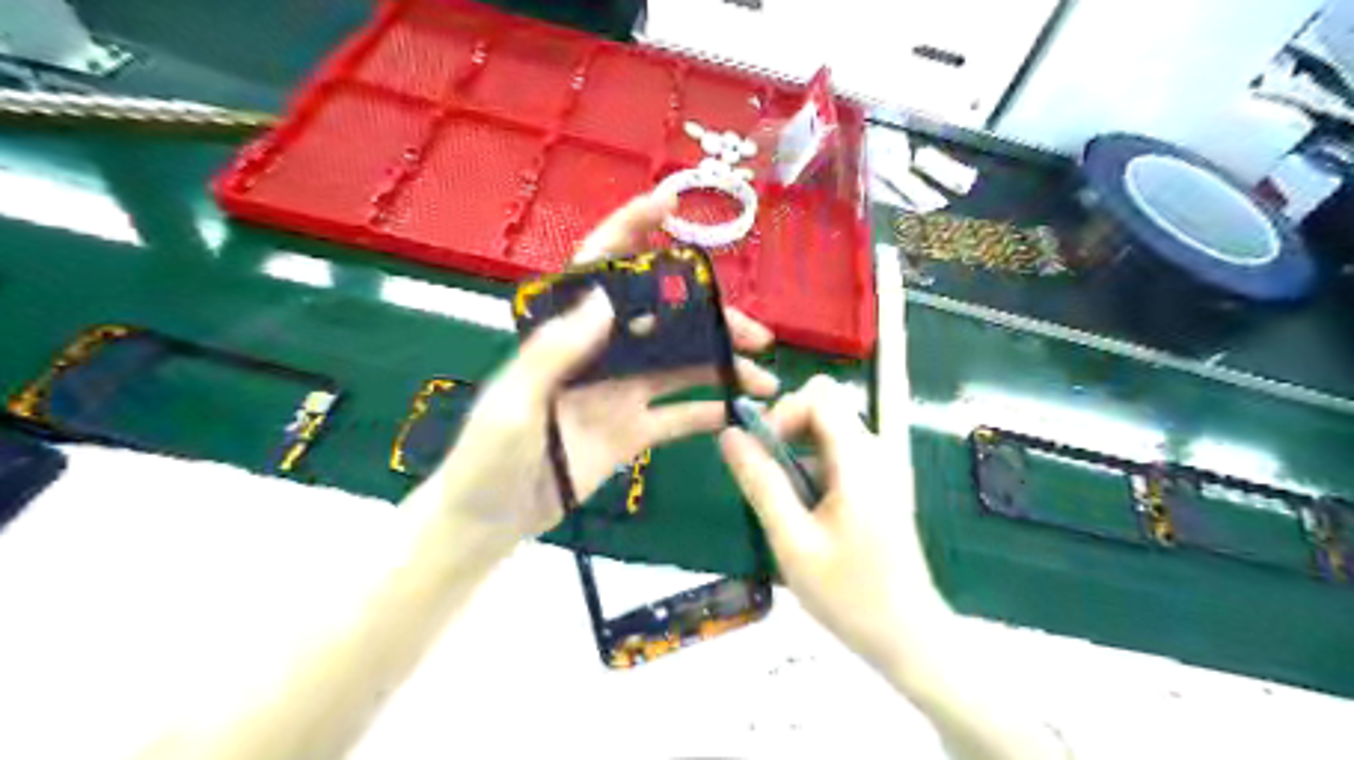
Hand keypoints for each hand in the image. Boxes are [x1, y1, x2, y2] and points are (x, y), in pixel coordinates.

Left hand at [429, 189, 777, 546]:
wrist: (488, 520)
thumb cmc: (487, 456)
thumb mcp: (514, 402)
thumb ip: (556, 353)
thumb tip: (608, 298)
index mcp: (566, 335)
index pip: (600, 269)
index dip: (632, 231)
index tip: (670, 204)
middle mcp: (601, 354)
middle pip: (662, 321)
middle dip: (711, 318)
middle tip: (756, 333)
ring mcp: (620, 393)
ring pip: (680, 367)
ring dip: (722, 366)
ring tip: (764, 380)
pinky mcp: (632, 432)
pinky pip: (677, 416)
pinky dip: (709, 412)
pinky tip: (740, 411)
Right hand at [718, 376, 949, 674]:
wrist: (908, 636)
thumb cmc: (850, 594)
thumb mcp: (792, 541)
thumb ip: (761, 483)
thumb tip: (728, 435)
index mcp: (860, 460)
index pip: (819, 395)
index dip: (783, 411)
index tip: (762, 452)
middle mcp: (876, 452)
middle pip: (824, 407)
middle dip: (786, 430)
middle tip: (767, 478)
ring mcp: (881, 467)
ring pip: (828, 431)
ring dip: (796, 454)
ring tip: (786, 507)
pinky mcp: (879, 484)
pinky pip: (837, 454)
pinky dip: (811, 469)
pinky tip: (806, 515)